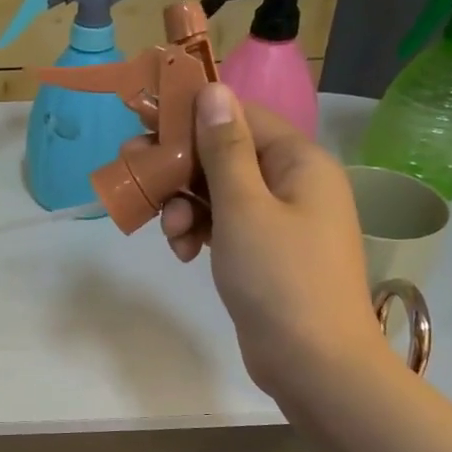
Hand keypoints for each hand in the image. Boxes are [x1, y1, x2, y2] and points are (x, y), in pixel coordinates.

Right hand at [160, 85, 385, 405]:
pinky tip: (184, 253)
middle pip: (225, 155)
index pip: (240, 116)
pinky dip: (201, 233)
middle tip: (138, 177)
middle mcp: (293, 183)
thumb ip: (224, 148)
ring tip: (172, 235)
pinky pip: (225, 226)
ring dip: (186, 207)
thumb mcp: (243, 207)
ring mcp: (280, 220)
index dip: (192, 115)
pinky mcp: (264, 252)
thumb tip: (214, 90)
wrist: (313, 362)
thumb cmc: (279, 277)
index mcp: (299, 161)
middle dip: (181, 170)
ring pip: (219, 194)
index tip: (145, 122)